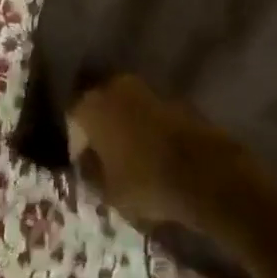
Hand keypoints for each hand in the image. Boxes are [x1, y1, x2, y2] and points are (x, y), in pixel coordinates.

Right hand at [65, 74, 242, 235]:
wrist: (205, 172)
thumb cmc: (145, 181)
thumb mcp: (107, 191)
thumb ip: (91, 172)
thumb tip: (87, 162)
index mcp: (92, 104)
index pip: (72, 116)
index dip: (76, 142)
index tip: (85, 165)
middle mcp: (115, 86)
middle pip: (100, 105)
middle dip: (101, 128)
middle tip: (106, 156)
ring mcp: (148, 89)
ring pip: (126, 106)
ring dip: (126, 125)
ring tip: (132, 155)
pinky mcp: (175, 98)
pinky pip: (151, 112)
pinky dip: (149, 127)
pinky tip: (156, 151)